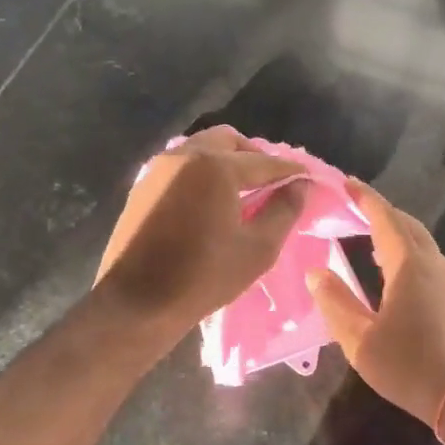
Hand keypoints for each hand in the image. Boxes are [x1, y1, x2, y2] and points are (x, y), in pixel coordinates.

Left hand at [95, 126, 309, 332]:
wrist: (136, 304)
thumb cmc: (203, 277)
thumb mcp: (257, 248)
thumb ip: (284, 210)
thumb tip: (300, 185)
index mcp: (215, 166)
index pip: (264, 161)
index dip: (290, 170)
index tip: (308, 179)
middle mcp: (185, 155)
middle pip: (229, 141)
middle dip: (254, 156)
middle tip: (271, 183)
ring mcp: (158, 168)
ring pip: (202, 148)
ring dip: (226, 160)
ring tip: (242, 192)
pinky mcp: (142, 185)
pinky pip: (181, 165)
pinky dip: (202, 171)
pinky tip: (211, 200)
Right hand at [307, 178, 444, 426]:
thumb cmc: (411, 366)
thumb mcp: (360, 340)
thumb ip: (335, 303)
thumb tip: (316, 273)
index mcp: (409, 265)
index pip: (385, 218)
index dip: (365, 198)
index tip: (347, 183)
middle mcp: (435, 264)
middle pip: (407, 226)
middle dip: (382, 213)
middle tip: (355, 210)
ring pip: (422, 245)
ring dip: (397, 236)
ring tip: (370, 243)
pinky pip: (431, 264)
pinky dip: (410, 256)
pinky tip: (397, 277)